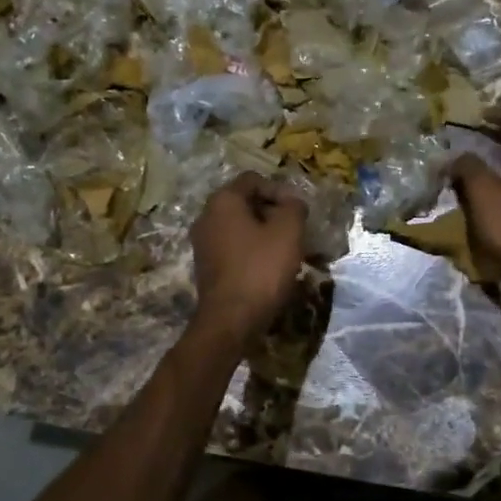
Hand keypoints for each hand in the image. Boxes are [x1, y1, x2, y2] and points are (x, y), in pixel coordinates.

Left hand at [190, 173, 307, 344]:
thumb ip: (294, 207)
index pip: (253, 180)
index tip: (297, 212)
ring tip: (286, 250)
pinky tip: (269, 267)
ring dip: (264, 233)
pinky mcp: (206, 266)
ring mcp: (203, 243)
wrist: (231, 320)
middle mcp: (206, 216)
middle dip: (273, 212)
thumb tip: (292, 203)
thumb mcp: (288, 231)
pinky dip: (252, 250)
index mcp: (223, 201)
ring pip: (240, 226)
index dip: (280, 191)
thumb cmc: (261, 269)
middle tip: (295, 230)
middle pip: (245, 202)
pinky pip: (233, 247)